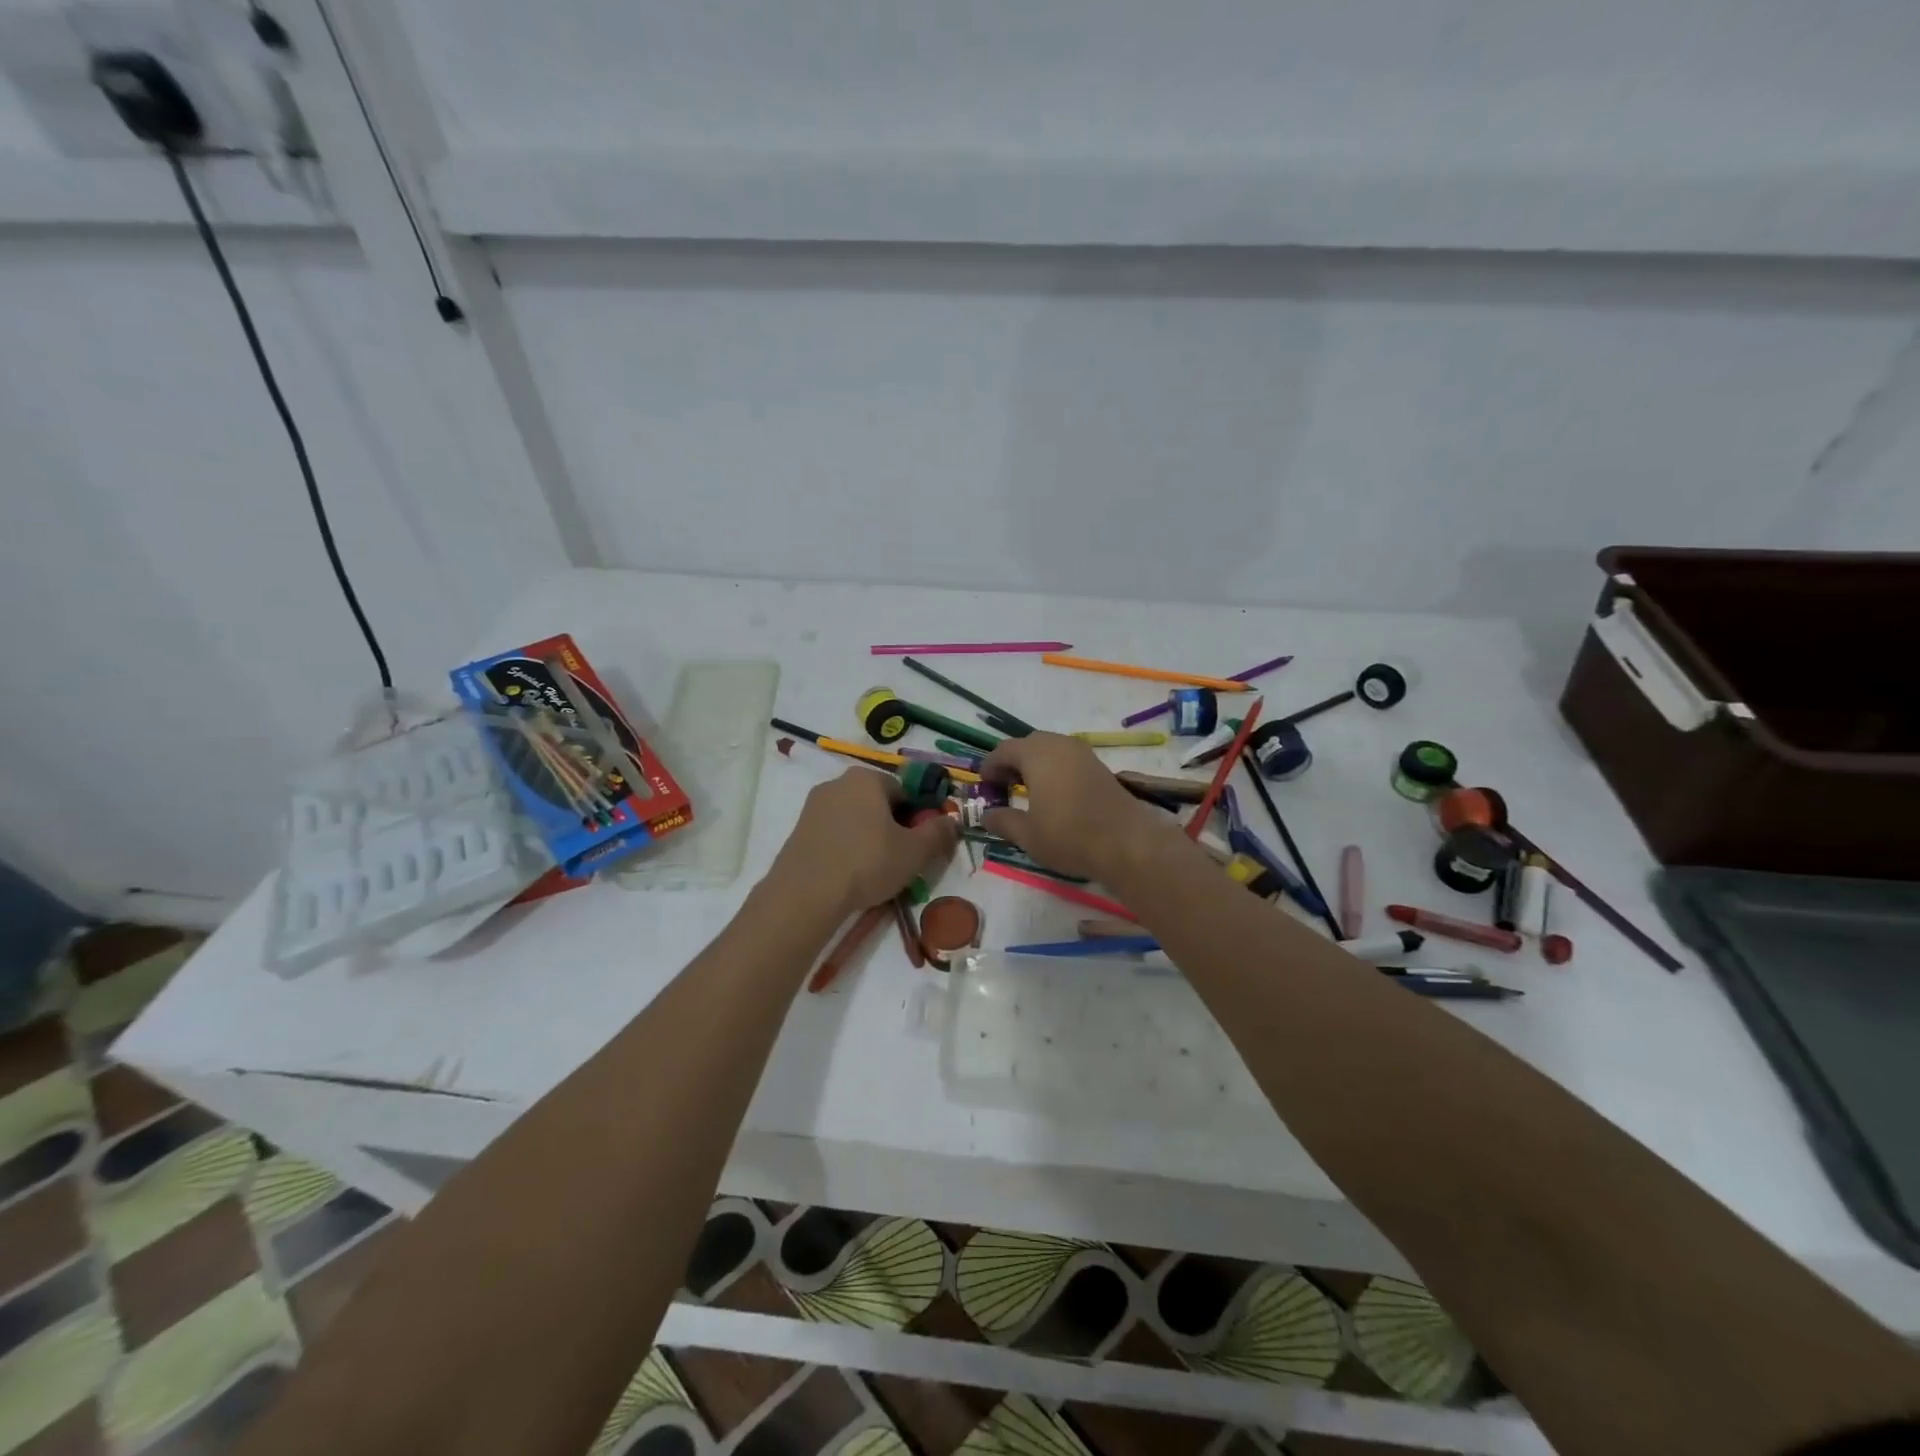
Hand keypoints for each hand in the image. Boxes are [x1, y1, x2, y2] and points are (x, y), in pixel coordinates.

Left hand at [769, 768, 956, 914]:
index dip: (918, 818)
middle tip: (901, 860)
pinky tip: (849, 875)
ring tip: (875, 873)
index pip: (905, 791)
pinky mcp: (799, 830)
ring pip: (855, 820)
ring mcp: (814, 806)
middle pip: (878, 803)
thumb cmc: (867, 862)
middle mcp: (838, 783)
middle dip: (892, 828)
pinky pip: (834, 834)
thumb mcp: (915, 851)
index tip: (920, 845)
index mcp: (867, 778)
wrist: (805, 894)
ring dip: (869, 839)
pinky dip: (846, 849)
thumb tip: (953, 822)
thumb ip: (939, 833)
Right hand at [981, 733, 1180, 882]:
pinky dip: (1054, 770)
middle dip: (1012, 762)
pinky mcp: (1099, 767)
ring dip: (1035, 765)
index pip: (1004, 750)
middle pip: (1028, 744)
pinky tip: (1053, 795)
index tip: (984, 785)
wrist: (1127, 843)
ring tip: (1027, 791)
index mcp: (1037, 754)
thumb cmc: (1069, 836)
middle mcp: (1060, 745)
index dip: (990, 766)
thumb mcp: (1027, 834)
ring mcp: (1083, 754)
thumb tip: (986, 815)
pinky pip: (1068, 759)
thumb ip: (1003, 821)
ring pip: (1050, 750)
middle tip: (1004, 787)